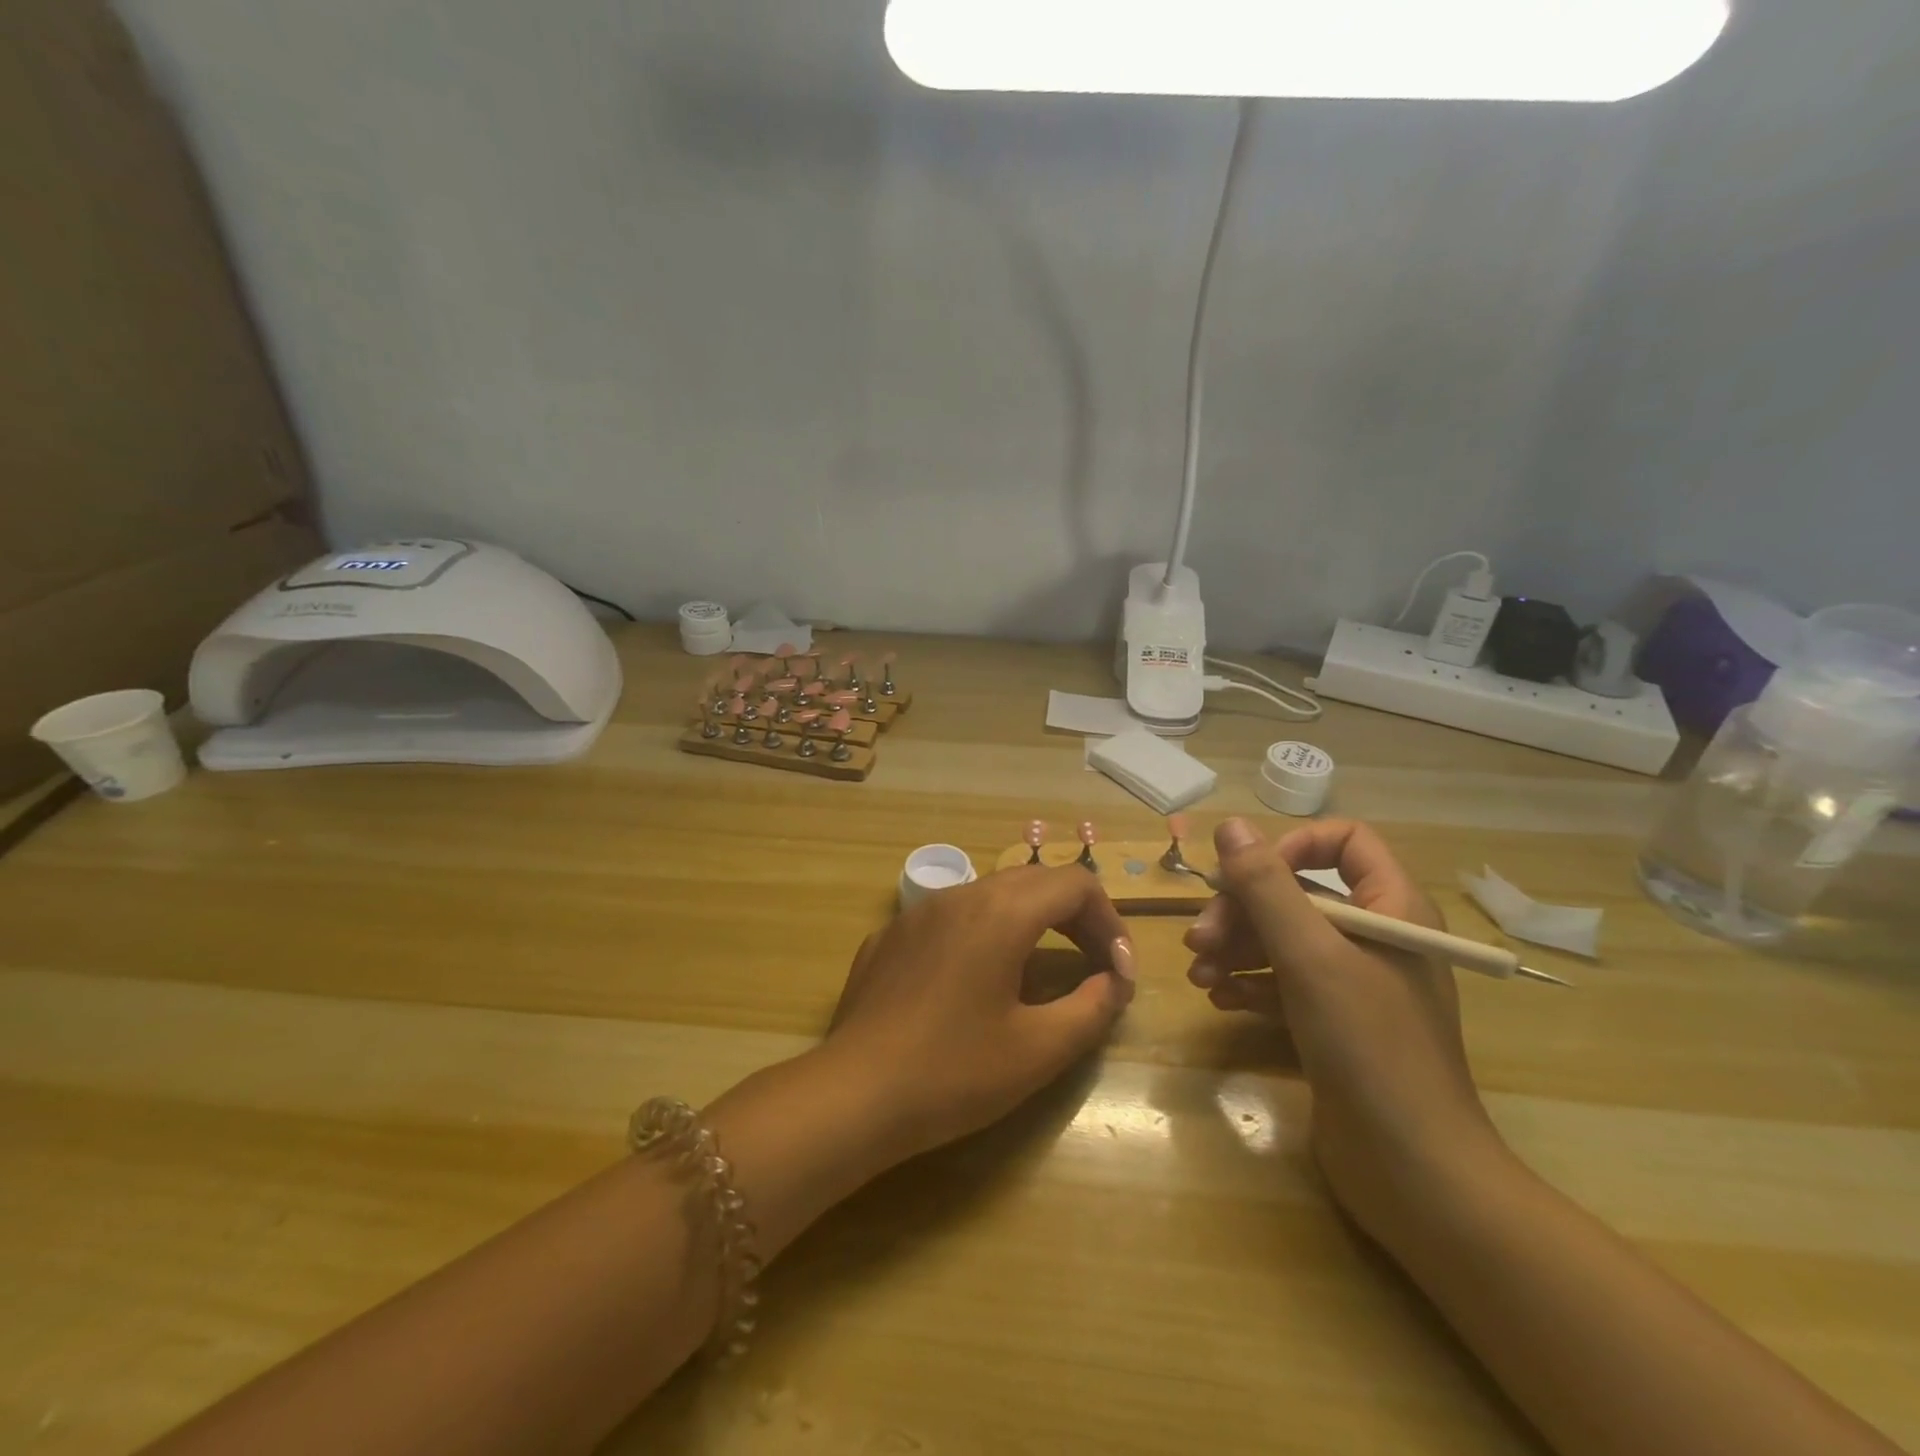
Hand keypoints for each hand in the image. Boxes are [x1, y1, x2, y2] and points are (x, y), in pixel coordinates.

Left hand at [821, 867, 1135, 1161]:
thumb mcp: (1038, 1049)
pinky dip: (982, 935)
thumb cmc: (954, 1072)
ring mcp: (918, 913)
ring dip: (1029, 922)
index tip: (1119, 972)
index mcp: (1001, 912)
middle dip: (1074, 918)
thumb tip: (1115, 981)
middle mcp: (960, 896)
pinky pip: (950, 919)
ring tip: (1041, 972)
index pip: (1075, 884)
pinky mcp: (889, 936)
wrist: (853, 1094)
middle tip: (1094, 967)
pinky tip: (974, 985)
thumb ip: (1092, 1007)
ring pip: (990, 896)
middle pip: (1035, 882)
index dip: (1109, 921)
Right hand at [1184, 818, 1507, 1244]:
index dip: (1291, 848)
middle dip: (1242, 912)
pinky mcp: (1336, 1025)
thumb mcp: (1310, 957)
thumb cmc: (1369, 1048)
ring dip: (1236, 949)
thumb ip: (1267, 887)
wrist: (1413, 1174)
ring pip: (1285, 941)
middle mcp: (1377, 939)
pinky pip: (1286, 984)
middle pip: (1298, 895)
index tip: (1245, 877)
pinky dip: (1252, 984)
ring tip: (1199, 975)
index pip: (1344, 842)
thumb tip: (1231, 826)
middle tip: (1197, 941)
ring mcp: (1356, 986)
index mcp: (1393, 908)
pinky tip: (1221, 999)